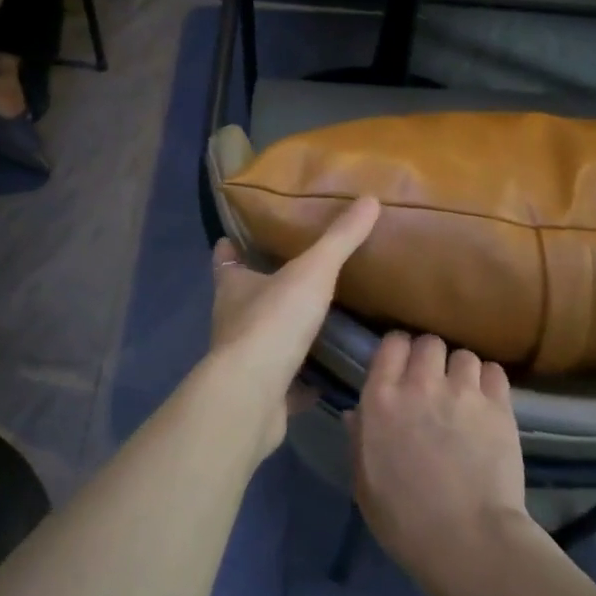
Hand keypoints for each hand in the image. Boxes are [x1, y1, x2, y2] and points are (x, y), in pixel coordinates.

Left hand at [208, 196, 379, 455]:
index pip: (225, 259)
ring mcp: (245, 361)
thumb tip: (370, 199)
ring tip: (320, 321)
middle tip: (301, 275)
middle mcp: (232, 321)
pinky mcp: (261, 394)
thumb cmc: (273, 323)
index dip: (232, 247)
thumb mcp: (312, 271)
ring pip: (265, 340)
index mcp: (233, 287)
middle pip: (246, 299)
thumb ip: (340, 239)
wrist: (253, 396)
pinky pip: (285, 382)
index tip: (242, 237)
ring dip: (286, 333)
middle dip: (266, 289)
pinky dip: (302, 379)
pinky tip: (327, 376)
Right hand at [347, 332, 532, 590]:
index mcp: (381, 399)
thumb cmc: (404, 519)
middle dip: (429, 357)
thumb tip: (355, 413)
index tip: (400, 368)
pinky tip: (486, 403)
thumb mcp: (364, 482)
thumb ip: (359, 439)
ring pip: (463, 355)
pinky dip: (488, 382)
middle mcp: (421, 384)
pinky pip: (494, 371)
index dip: (397, 352)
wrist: (467, 540)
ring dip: (460, 371)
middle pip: (428, 342)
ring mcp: (463, 392)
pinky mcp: (499, 407)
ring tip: (463, 394)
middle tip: (432, 382)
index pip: (391, 343)